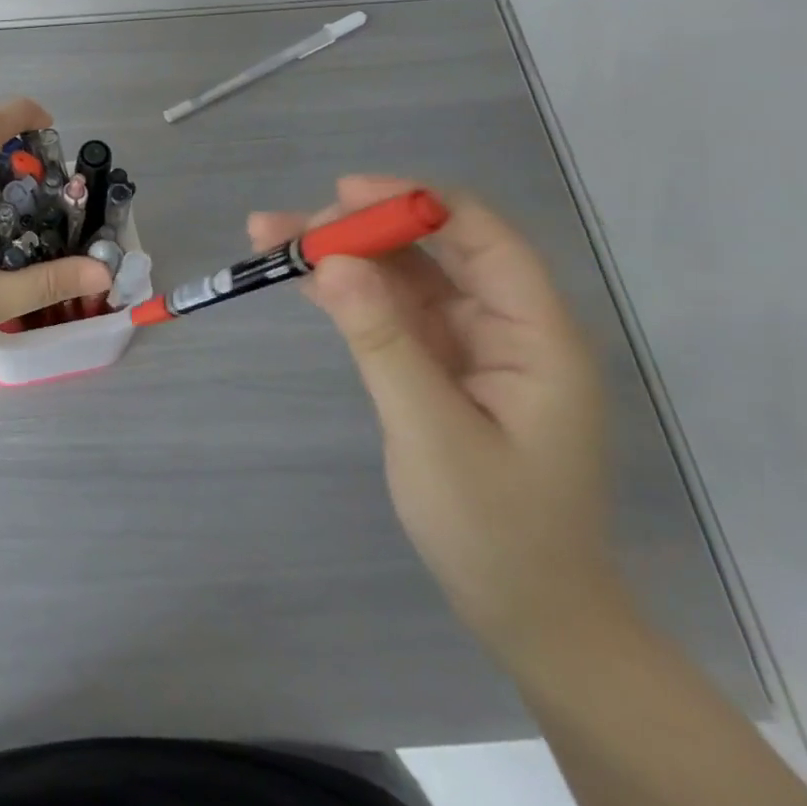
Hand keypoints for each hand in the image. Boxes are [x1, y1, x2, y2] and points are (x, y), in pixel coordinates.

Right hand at [250, 176, 628, 661]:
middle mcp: (507, 327)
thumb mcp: (431, 431)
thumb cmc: (495, 528)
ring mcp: (471, 347)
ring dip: (344, 256)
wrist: (528, 612)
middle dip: (361, 228)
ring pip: (404, 277)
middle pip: (434, 249)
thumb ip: (382, 341)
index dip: (414, 203)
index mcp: (536, 335)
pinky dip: (349, 294)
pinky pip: (392, 313)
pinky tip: (303, 279)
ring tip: (271, 239)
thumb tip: (332, 261)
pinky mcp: (440, 367)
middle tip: (287, 231)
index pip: (482, 237)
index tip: (341, 193)